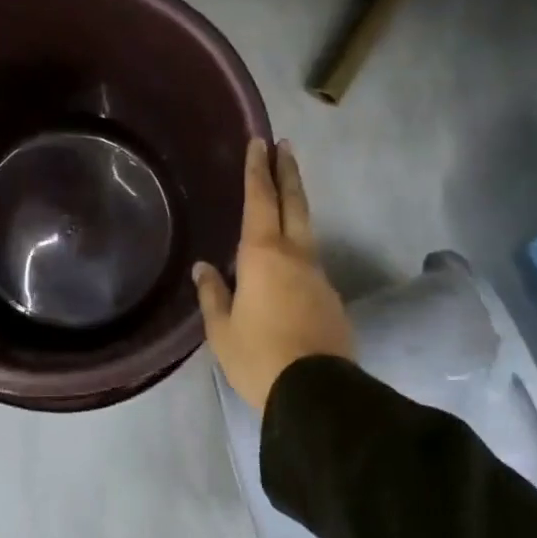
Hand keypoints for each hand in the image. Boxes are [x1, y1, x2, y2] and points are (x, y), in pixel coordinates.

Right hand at [193, 139, 352, 414]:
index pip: (261, 199)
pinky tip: (287, 263)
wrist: (317, 396)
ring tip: (284, 196)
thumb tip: (204, 268)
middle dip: (287, 172)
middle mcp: (296, 256)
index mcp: (264, 255)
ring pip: (306, 231)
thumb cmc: (259, 357)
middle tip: (285, 146)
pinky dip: (299, 249)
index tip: (261, 141)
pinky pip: (310, 264)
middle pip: (294, 203)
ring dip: (295, 207)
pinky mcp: (332, 299)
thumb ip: (213, 294)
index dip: (258, 169)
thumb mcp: (222, 329)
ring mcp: (319, 277)